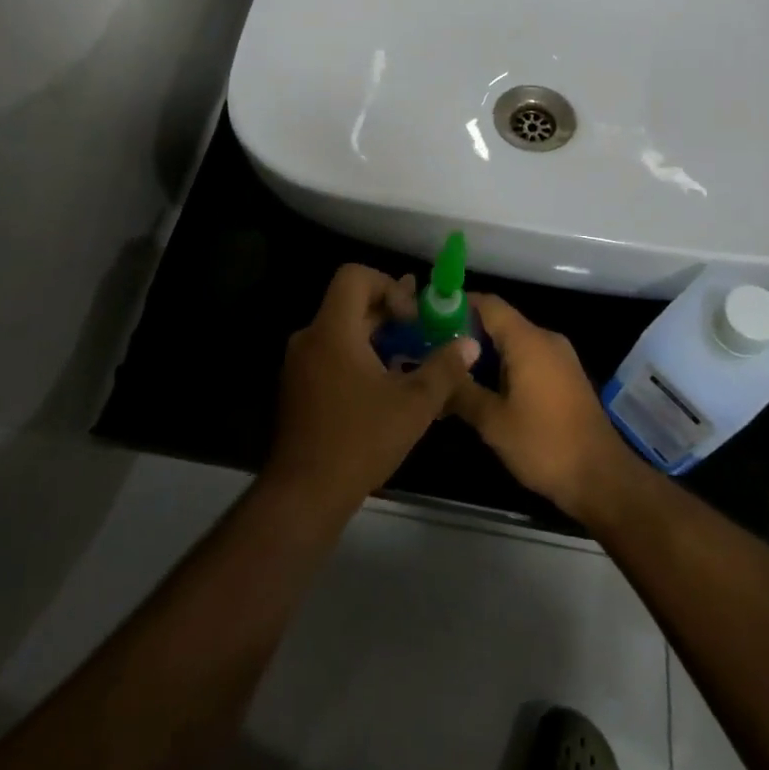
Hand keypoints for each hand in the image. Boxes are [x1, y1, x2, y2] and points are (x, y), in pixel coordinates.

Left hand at [263, 264, 479, 518]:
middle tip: (422, 331)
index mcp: (333, 329)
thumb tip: (469, 344)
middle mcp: (311, 337)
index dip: (388, 285)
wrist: (305, 493)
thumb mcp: (414, 404)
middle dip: (389, 312)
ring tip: (410, 357)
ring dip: (377, 336)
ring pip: (342, 330)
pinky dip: (359, 356)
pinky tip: (385, 385)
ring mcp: (300, 363)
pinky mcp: (299, 386)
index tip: (412, 317)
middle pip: (350, 302)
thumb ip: (444, 368)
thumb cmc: (361, 440)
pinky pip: (331, 353)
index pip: (355, 276)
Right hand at [448, 294, 633, 518]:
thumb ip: (461, 391)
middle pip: (500, 321)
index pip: (488, 304)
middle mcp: (546, 339)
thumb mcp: (492, 421)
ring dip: (485, 353)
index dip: (458, 305)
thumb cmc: (544, 444)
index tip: (430, 317)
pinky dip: (505, 365)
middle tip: (434, 350)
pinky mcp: (566, 377)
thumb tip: (435, 376)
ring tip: (453, 372)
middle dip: (467, 333)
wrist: (601, 478)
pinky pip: (529, 357)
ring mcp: (560, 358)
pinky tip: (484, 389)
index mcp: (527, 341)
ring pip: (514, 342)